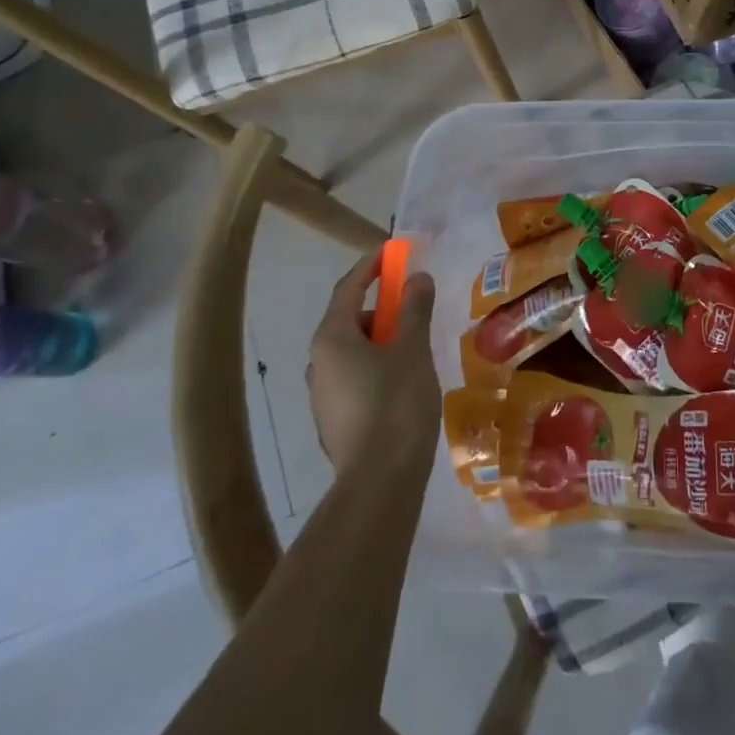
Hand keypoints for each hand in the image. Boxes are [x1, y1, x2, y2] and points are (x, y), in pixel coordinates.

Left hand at [306, 251, 439, 472]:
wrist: (380, 481)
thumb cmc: (396, 403)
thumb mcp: (411, 348)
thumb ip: (413, 308)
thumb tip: (416, 277)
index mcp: (331, 338)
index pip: (348, 288)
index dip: (370, 266)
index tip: (392, 253)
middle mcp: (318, 363)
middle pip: (349, 320)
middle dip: (382, 309)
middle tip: (414, 310)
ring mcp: (322, 396)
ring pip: (353, 353)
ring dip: (381, 342)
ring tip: (416, 352)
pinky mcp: (334, 421)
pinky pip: (355, 379)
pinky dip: (377, 368)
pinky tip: (404, 385)